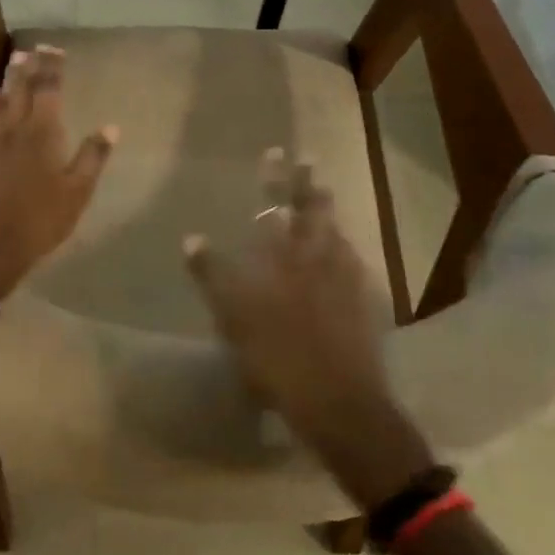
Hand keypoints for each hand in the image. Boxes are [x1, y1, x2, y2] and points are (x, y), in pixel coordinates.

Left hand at [0, 45, 116, 304]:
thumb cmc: (40, 221)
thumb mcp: (77, 192)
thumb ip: (92, 156)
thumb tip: (111, 127)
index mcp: (42, 133)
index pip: (48, 90)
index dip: (52, 68)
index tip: (55, 50)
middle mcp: (13, 127)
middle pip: (21, 88)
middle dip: (29, 66)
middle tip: (34, 49)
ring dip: (8, 79)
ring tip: (14, 62)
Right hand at [184, 150, 428, 504]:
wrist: (339, 401)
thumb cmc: (278, 358)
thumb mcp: (233, 318)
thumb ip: (212, 275)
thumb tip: (192, 239)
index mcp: (285, 258)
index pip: (279, 206)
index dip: (277, 178)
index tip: (277, 153)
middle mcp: (319, 258)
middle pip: (315, 211)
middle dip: (308, 184)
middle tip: (306, 162)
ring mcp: (346, 279)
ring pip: (336, 232)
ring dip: (327, 211)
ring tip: (322, 195)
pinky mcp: (363, 301)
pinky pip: (351, 260)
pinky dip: (341, 246)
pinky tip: (340, 249)